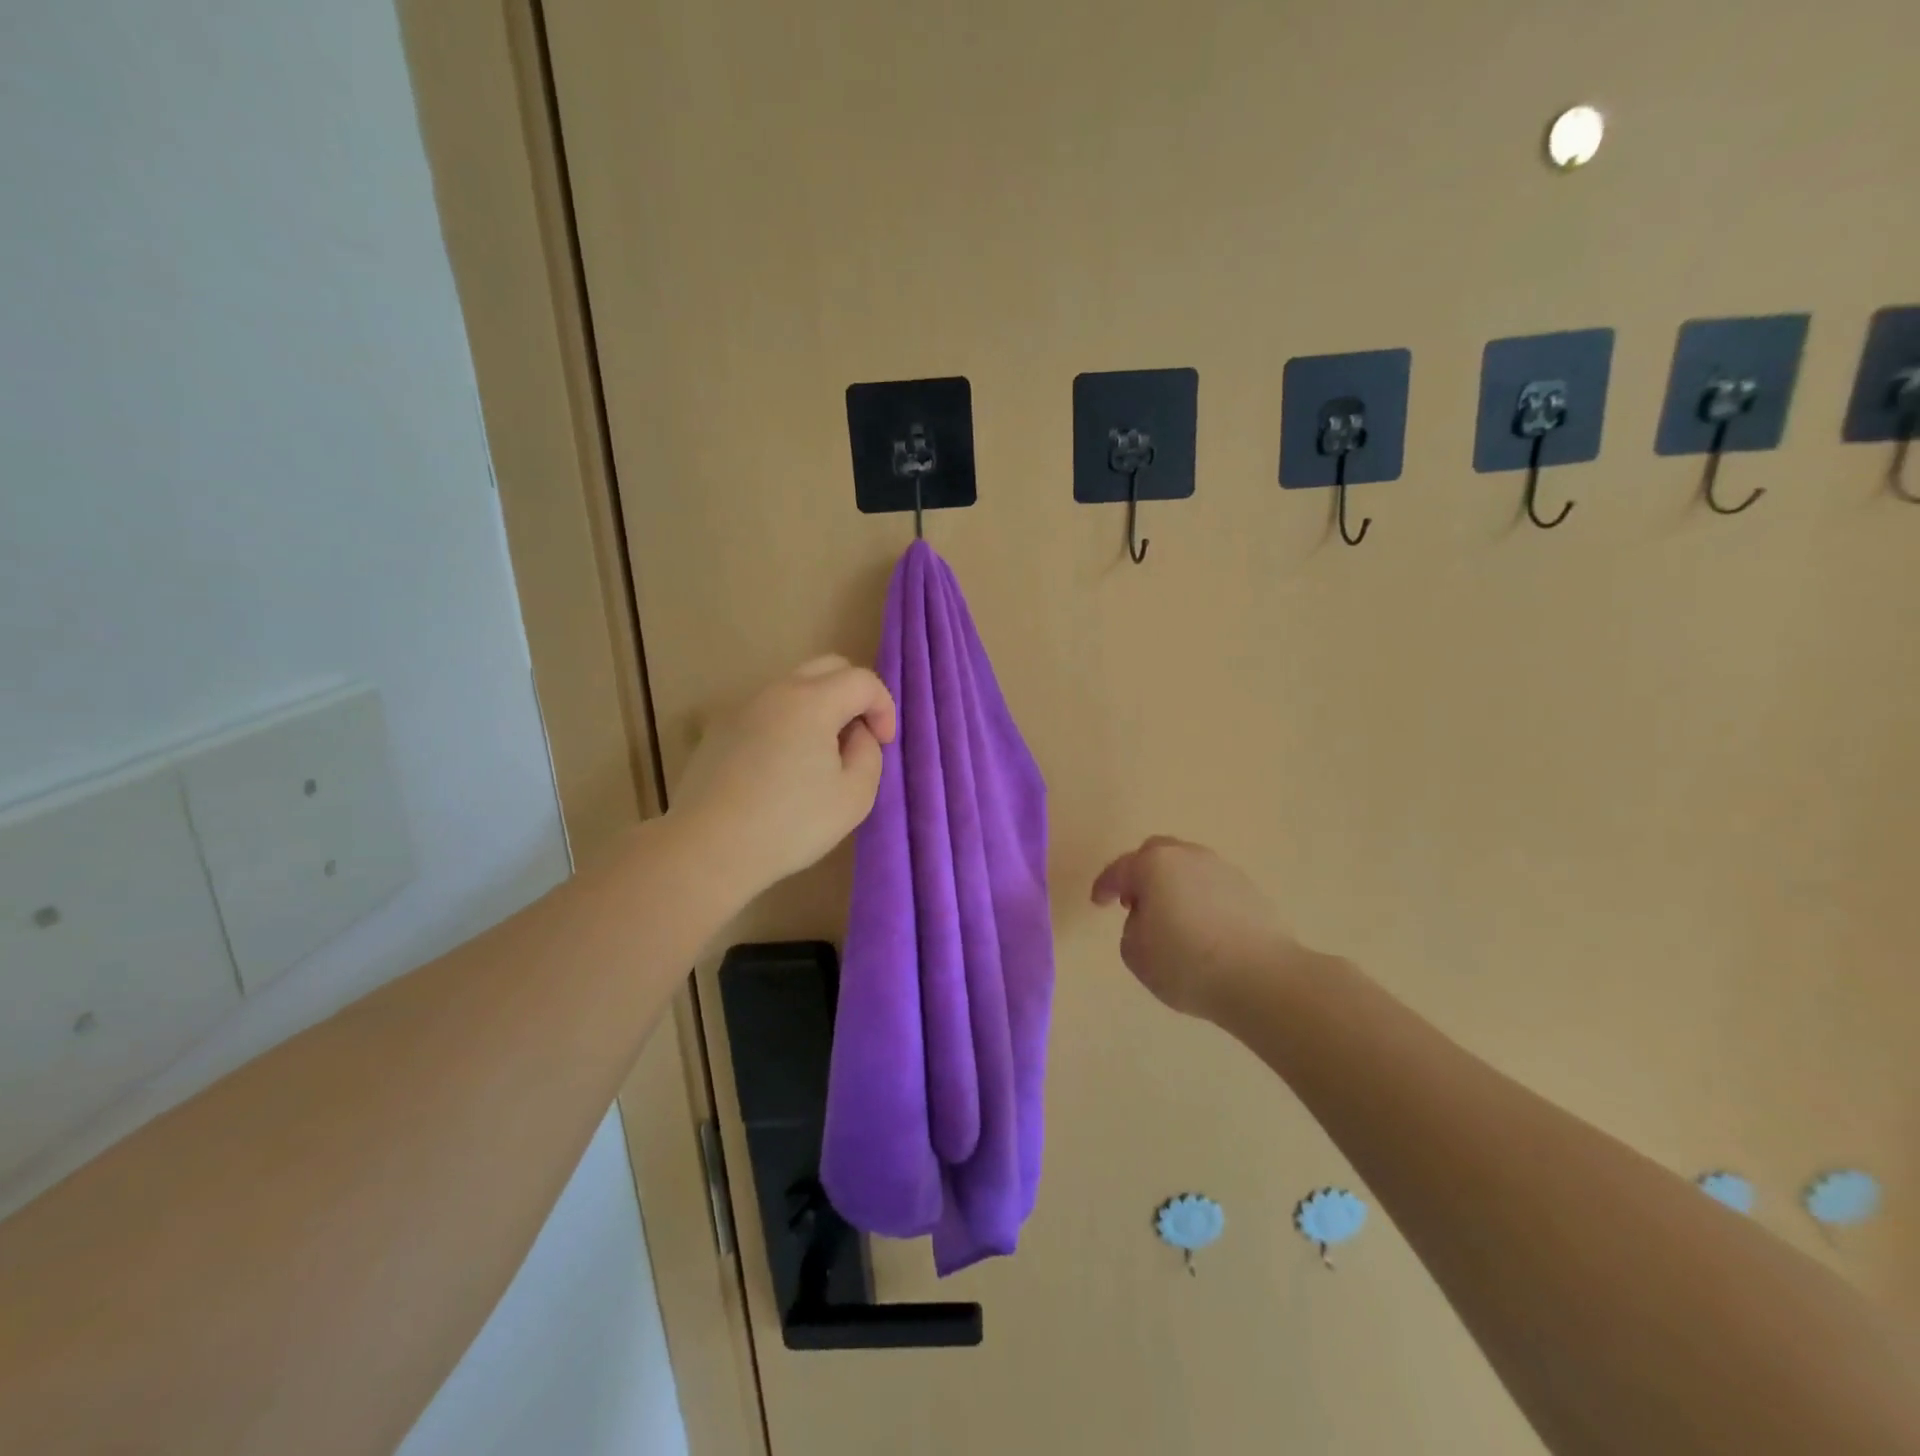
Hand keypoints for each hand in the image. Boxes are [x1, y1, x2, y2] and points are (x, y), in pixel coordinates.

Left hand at [672, 656, 896, 901]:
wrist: (708, 848)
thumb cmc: (790, 824)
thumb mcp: (854, 796)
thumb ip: (869, 754)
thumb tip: (856, 735)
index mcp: (812, 701)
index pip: (862, 681)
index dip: (884, 708)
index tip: (883, 744)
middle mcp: (776, 691)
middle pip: (827, 668)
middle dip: (854, 696)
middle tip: (858, 737)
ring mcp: (744, 707)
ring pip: (795, 688)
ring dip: (821, 709)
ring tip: (822, 756)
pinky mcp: (721, 729)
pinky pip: (768, 711)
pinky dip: (789, 723)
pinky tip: (784, 767)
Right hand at [1091, 837, 1301, 1020]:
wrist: (1261, 978)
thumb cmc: (1186, 964)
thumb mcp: (1136, 954)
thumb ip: (1131, 929)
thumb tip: (1148, 920)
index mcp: (1154, 865)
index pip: (1121, 869)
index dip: (1105, 885)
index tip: (1098, 902)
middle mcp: (1188, 857)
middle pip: (1157, 854)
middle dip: (1141, 874)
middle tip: (1135, 902)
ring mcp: (1223, 870)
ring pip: (1188, 868)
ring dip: (1173, 886)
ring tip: (1171, 919)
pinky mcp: (1250, 890)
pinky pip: (1212, 887)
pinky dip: (1200, 900)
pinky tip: (1202, 928)